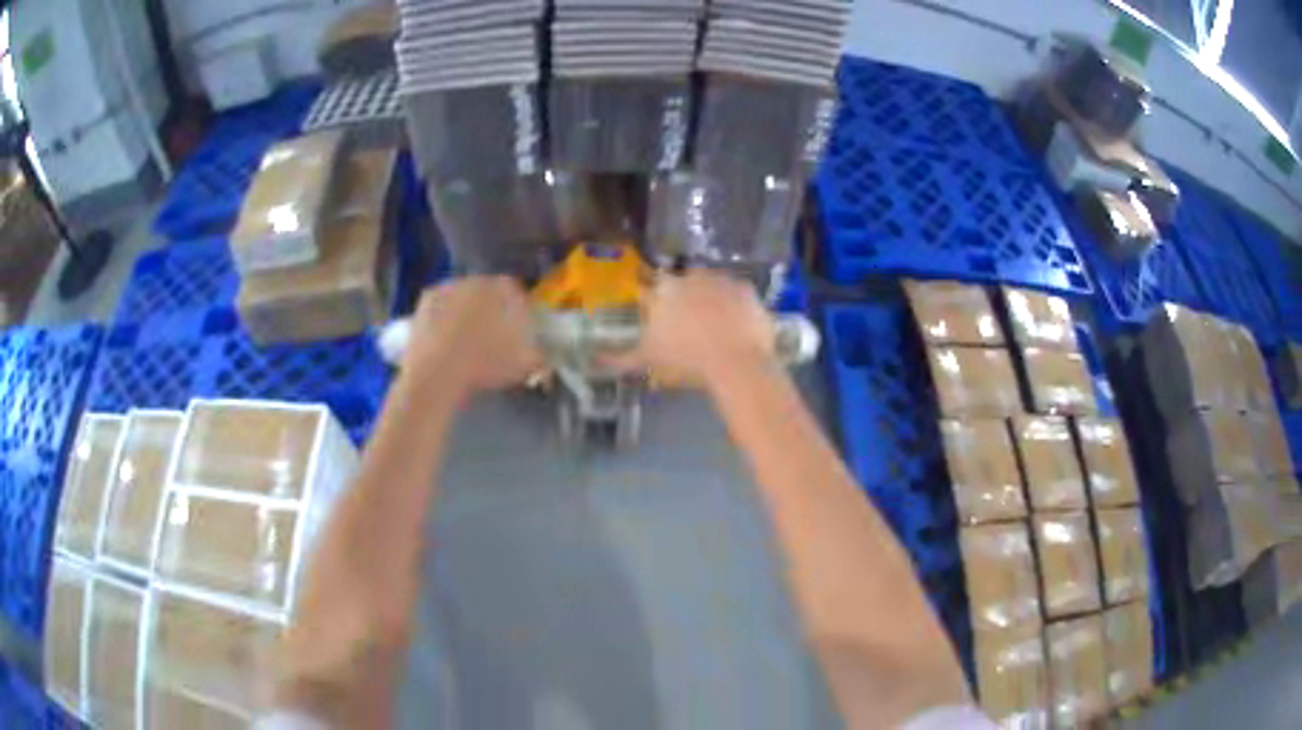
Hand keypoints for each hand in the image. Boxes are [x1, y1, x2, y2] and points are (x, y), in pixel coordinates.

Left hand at [401, 277, 543, 397]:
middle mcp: (478, 280)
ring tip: (465, 340)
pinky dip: (444, 317)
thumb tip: (543, 354)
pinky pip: (441, 305)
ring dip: (466, 312)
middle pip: (489, 293)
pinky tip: (444, 338)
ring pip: (464, 297)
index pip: (517, 294)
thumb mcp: (525, 364)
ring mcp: (450, 286)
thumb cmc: (486, 365)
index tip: (517, 331)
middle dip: (491, 310)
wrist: (437, 373)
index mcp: (504, 289)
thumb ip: (539, 354)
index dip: (518, 312)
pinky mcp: (427, 298)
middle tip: (491, 337)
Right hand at [614, 270, 775, 386]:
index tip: (663, 319)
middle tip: (689, 327)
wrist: (737, 365)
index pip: (653, 287)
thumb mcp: (647, 361)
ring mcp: (722, 280)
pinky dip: (735, 307)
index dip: (657, 303)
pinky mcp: (747, 290)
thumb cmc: (686, 361)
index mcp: (664, 289)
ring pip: (711, 286)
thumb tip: (593, 359)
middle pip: (684, 283)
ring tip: (714, 330)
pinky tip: (735, 327)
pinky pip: (737, 295)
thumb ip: (619, 358)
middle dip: (685, 300)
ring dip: (711, 301)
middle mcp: (691, 276)